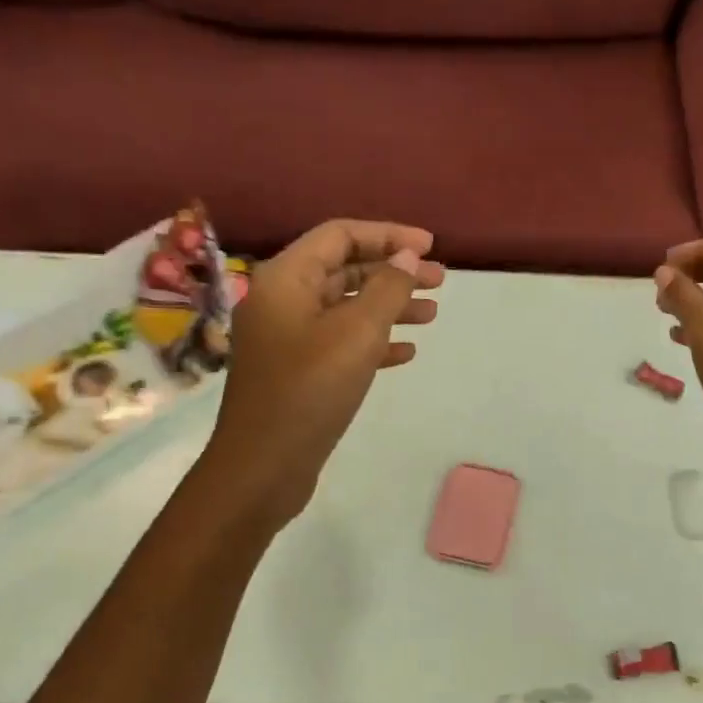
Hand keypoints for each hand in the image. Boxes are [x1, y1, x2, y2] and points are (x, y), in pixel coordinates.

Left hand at [210, 220, 442, 523]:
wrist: (262, 467)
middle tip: (440, 283)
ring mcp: (287, 337)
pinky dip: (374, 340)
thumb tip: (405, 257)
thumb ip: (387, 289)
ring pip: (346, 307)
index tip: (430, 247)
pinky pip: (340, 341)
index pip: (340, 236)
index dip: (388, 235)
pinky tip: (407, 352)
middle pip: (344, 269)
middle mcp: (282, 300)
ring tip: (432, 315)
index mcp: (286, 279)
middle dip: (393, 272)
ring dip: (389, 307)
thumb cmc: (310, 390)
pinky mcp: (297, 370)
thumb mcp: (357, 333)